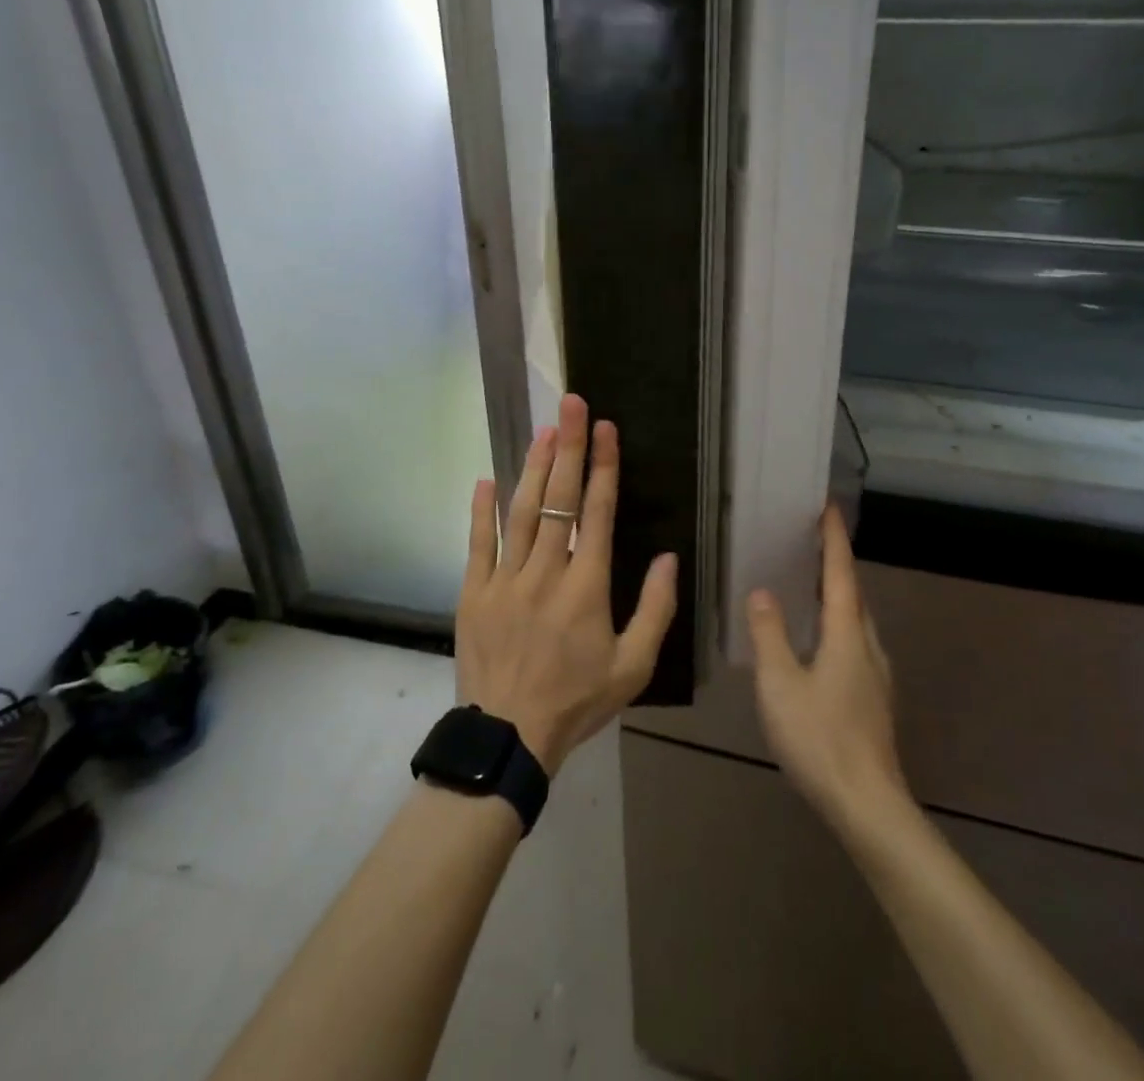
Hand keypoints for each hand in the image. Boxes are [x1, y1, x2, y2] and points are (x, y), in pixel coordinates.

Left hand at [455, 393, 677, 774]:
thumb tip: (669, 558)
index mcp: (587, 587)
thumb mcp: (633, 666)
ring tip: (543, 429)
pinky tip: (487, 479)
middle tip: (572, 405)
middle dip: (568, 448)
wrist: (508, 738)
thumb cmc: (577, 701)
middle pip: (559, 499)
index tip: (606, 429)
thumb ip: (656, 610)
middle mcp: (546, 573)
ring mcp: (505, 580)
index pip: (597, 513)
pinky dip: (482, 510)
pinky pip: (478, 544)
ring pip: (521, 512)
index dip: (603, 467)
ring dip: (532, 468)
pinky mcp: (474, 593)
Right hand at [747, 504, 908, 834]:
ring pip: (857, 621)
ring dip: (838, 595)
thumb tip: (762, 592)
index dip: (833, 540)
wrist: (867, 806)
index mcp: (847, 636)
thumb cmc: (820, 739)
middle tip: (812, 541)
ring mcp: (876, 676)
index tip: (828, 508)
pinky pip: (856, 643)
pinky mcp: (874, 699)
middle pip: (854, 594)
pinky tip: (820, 641)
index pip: (841, 574)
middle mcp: (868, 647)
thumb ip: (769, 634)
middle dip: (836, 564)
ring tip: (812, 583)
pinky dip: (839, 624)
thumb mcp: (780, 685)